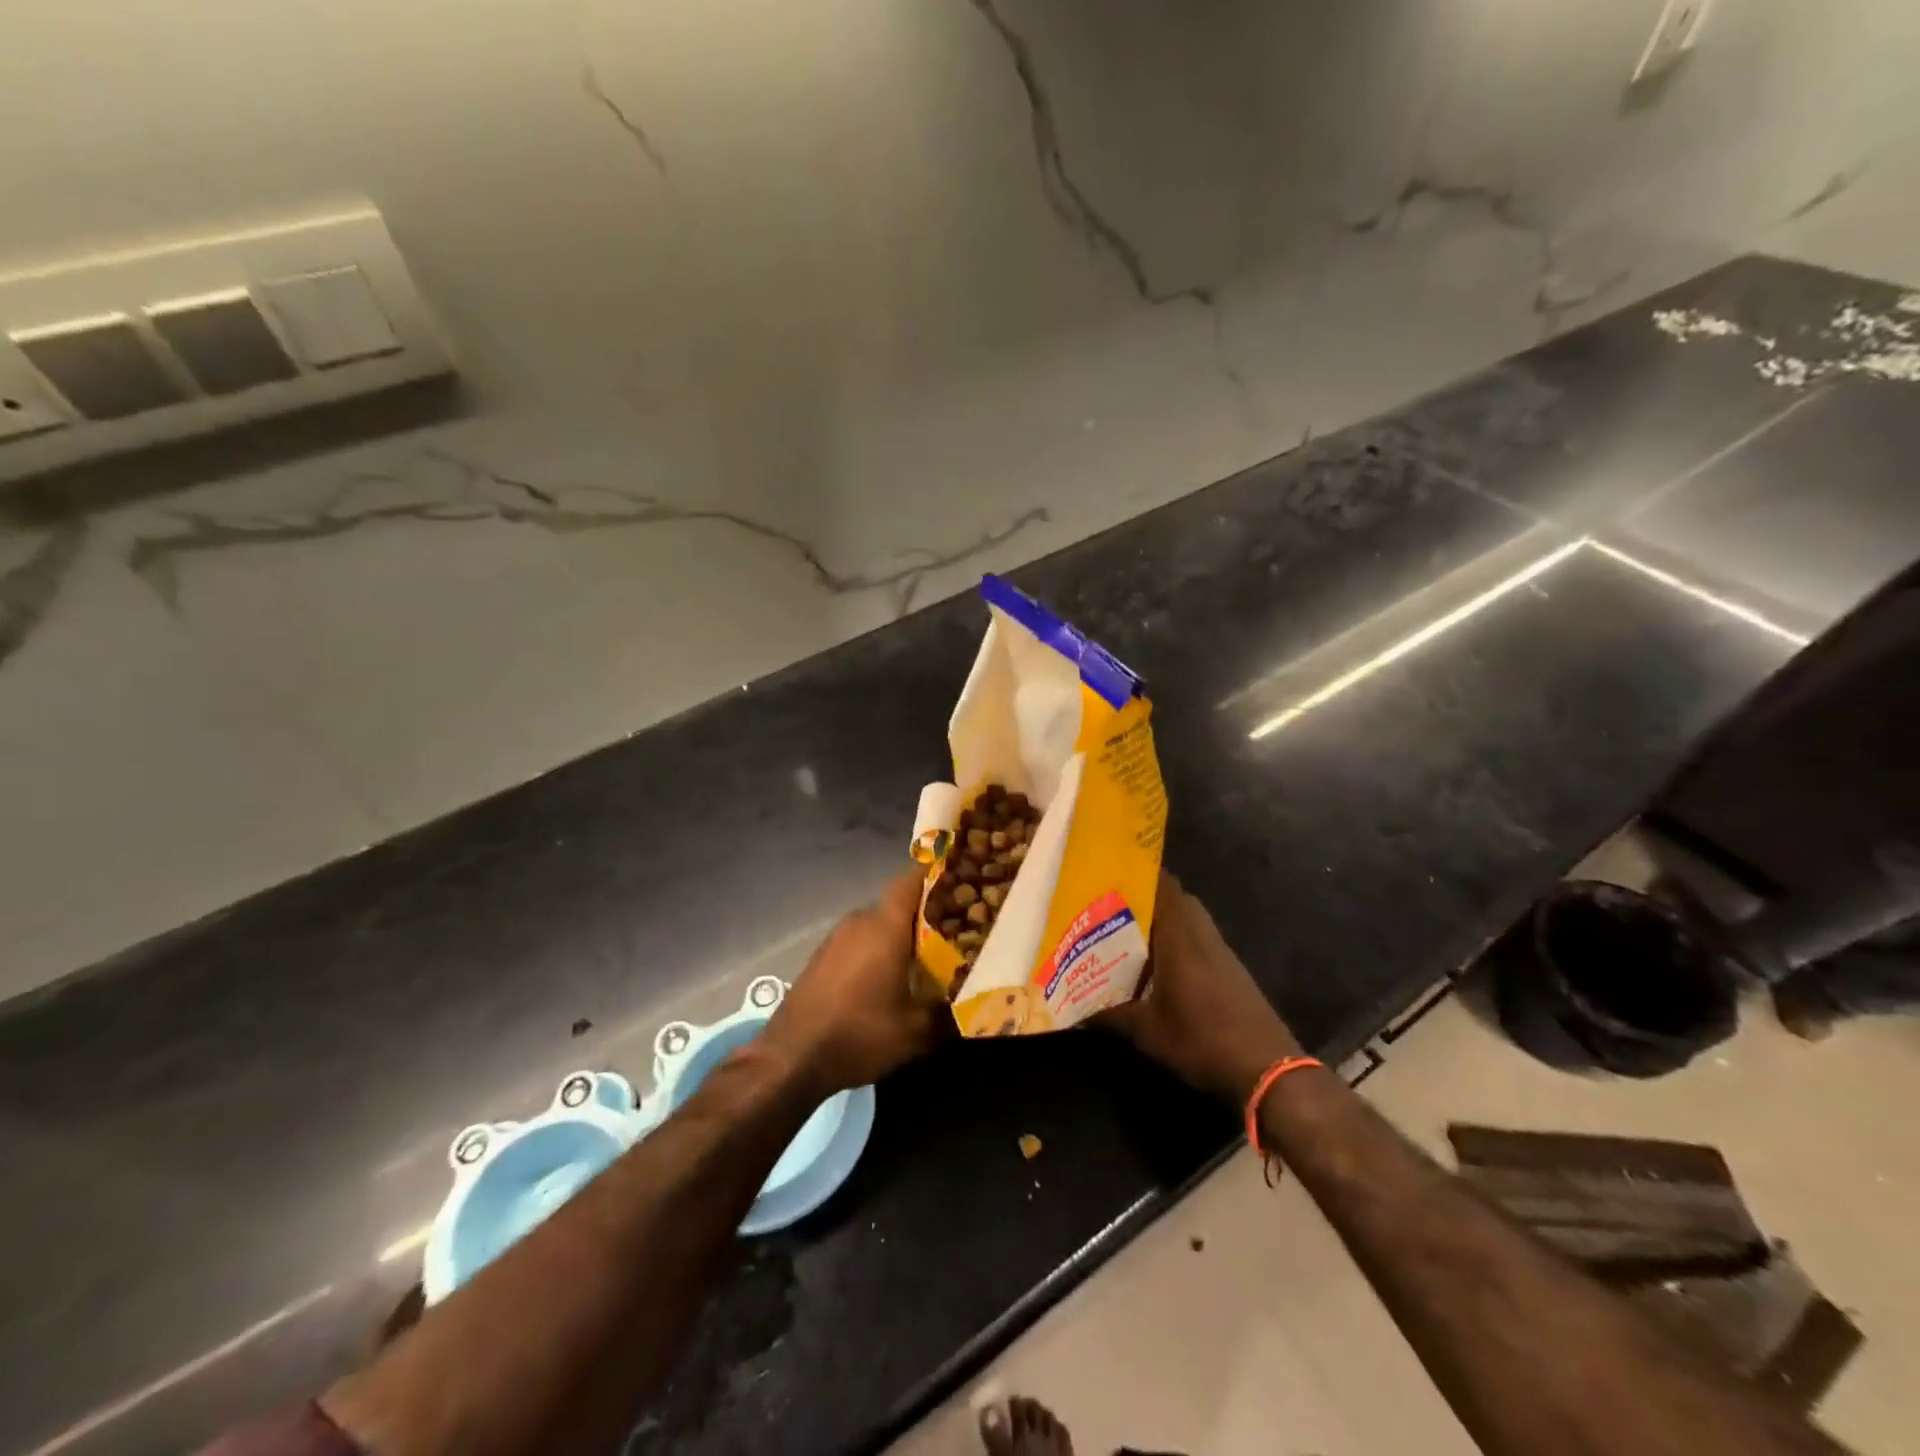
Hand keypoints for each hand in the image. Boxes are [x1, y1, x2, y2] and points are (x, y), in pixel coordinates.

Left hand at [763, 868, 942, 1095]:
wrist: (791, 1058)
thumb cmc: (858, 1034)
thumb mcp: (915, 1032)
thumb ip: (947, 1012)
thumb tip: (971, 1005)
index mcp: (885, 926)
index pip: (912, 879)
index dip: (936, 873)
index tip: (962, 879)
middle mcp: (860, 921)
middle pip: (899, 904)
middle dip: (927, 914)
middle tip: (956, 931)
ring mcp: (837, 938)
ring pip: (879, 924)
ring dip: (901, 935)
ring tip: (927, 958)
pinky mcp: (823, 957)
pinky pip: (860, 941)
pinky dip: (879, 950)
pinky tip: (890, 977)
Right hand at [1100, 872, 1301, 1103]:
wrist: (1267, 1069)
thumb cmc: (1201, 1039)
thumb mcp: (1147, 1031)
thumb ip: (1109, 1015)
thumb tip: (1075, 1012)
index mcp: (1179, 934)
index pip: (1161, 883)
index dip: (1135, 872)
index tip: (1105, 872)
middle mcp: (1200, 932)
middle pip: (1171, 898)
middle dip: (1140, 897)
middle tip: (1105, 904)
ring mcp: (1218, 949)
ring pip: (1184, 919)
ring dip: (1158, 921)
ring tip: (1121, 932)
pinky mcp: (1228, 968)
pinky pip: (1195, 938)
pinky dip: (1174, 940)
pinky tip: (1152, 964)